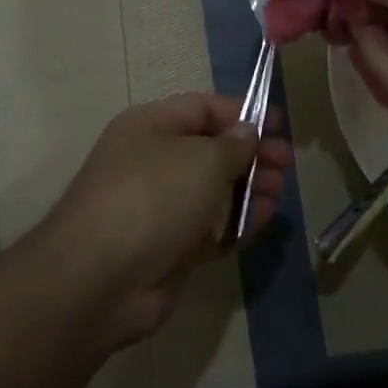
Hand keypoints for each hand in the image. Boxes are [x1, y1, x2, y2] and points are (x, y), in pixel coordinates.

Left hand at [32, 94, 292, 347]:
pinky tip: (262, 222)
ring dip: (249, 189)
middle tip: (286, 165)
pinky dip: (236, 223)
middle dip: (251, 154)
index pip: (202, 108)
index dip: (242, 114)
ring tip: (278, 194)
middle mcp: (153, 161)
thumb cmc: (153, 197)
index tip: (279, 126)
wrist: (100, 279)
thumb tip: (248, 133)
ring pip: (213, 190)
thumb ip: (233, 145)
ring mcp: (160, 206)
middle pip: (211, 149)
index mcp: (151, 126)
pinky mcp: (169, 247)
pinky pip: (210, 227)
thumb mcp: (202, 159)